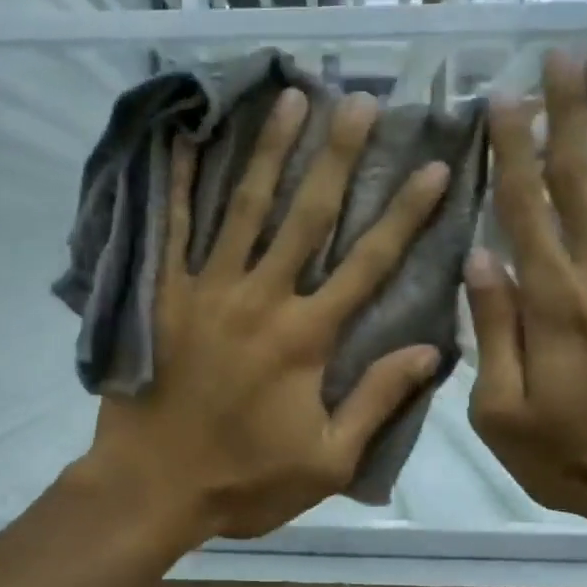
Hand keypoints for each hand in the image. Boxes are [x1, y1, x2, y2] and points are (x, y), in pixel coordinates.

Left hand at [84, 87, 452, 542]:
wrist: (152, 487)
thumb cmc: (244, 480)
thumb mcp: (327, 460)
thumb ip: (378, 400)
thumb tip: (432, 351)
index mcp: (306, 337)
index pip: (368, 263)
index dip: (405, 214)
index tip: (434, 166)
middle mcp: (261, 299)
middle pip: (307, 216)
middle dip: (338, 156)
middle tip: (361, 103)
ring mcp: (206, 291)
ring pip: (245, 208)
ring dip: (270, 151)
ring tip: (291, 99)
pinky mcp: (163, 296)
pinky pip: (173, 231)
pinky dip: (182, 185)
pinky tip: (191, 142)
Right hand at [464, 53, 586, 531]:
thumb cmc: (571, 455)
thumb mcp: (502, 411)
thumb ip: (492, 331)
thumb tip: (479, 258)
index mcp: (553, 301)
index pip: (525, 207)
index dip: (512, 149)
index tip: (502, 99)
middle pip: (580, 177)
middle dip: (567, 113)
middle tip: (558, 57)